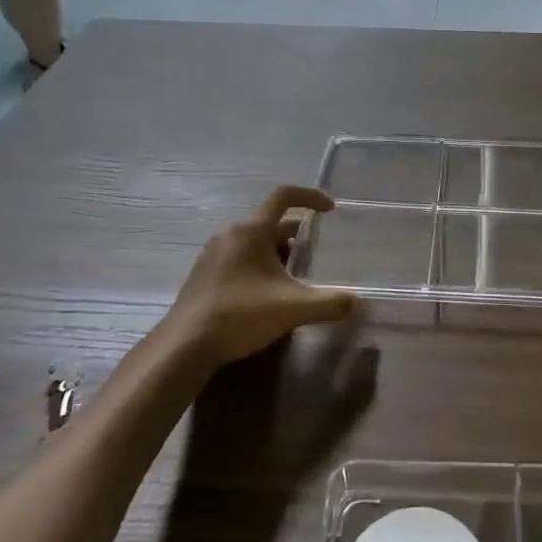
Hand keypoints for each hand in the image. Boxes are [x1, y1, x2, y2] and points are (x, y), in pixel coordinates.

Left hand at [163, 186, 357, 366]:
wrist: (184, 346)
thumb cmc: (240, 315)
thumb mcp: (293, 309)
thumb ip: (329, 303)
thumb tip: (356, 302)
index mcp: (251, 231)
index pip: (284, 196)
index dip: (310, 197)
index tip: (330, 209)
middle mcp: (230, 234)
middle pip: (270, 223)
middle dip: (296, 235)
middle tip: (316, 254)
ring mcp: (213, 255)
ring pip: (253, 242)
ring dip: (277, 252)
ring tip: (295, 277)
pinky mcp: (204, 275)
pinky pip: (239, 258)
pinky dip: (258, 266)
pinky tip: (266, 296)